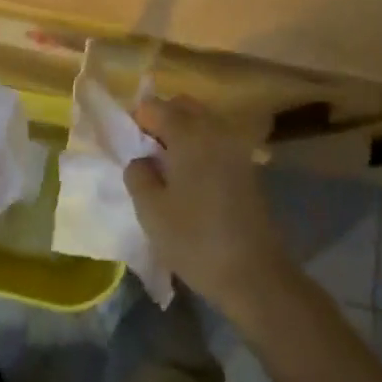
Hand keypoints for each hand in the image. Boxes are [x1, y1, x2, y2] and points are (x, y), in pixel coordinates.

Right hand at [124, 95, 293, 316]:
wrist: (254, 274)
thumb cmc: (194, 239)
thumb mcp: (150, 210)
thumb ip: (138, 174)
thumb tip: (142, 159)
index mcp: (188, 134)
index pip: (155, 107)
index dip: (137, 120)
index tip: (128, 145)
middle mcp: (215, 130)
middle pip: (183, 106)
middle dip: (162, 119)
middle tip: (145, 151)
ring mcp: (235, 148)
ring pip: (203, 122)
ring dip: (182, 132)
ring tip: (166, 167)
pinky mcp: (248, 167)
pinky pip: (217, 141)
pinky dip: (200, 147)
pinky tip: (190, 178)